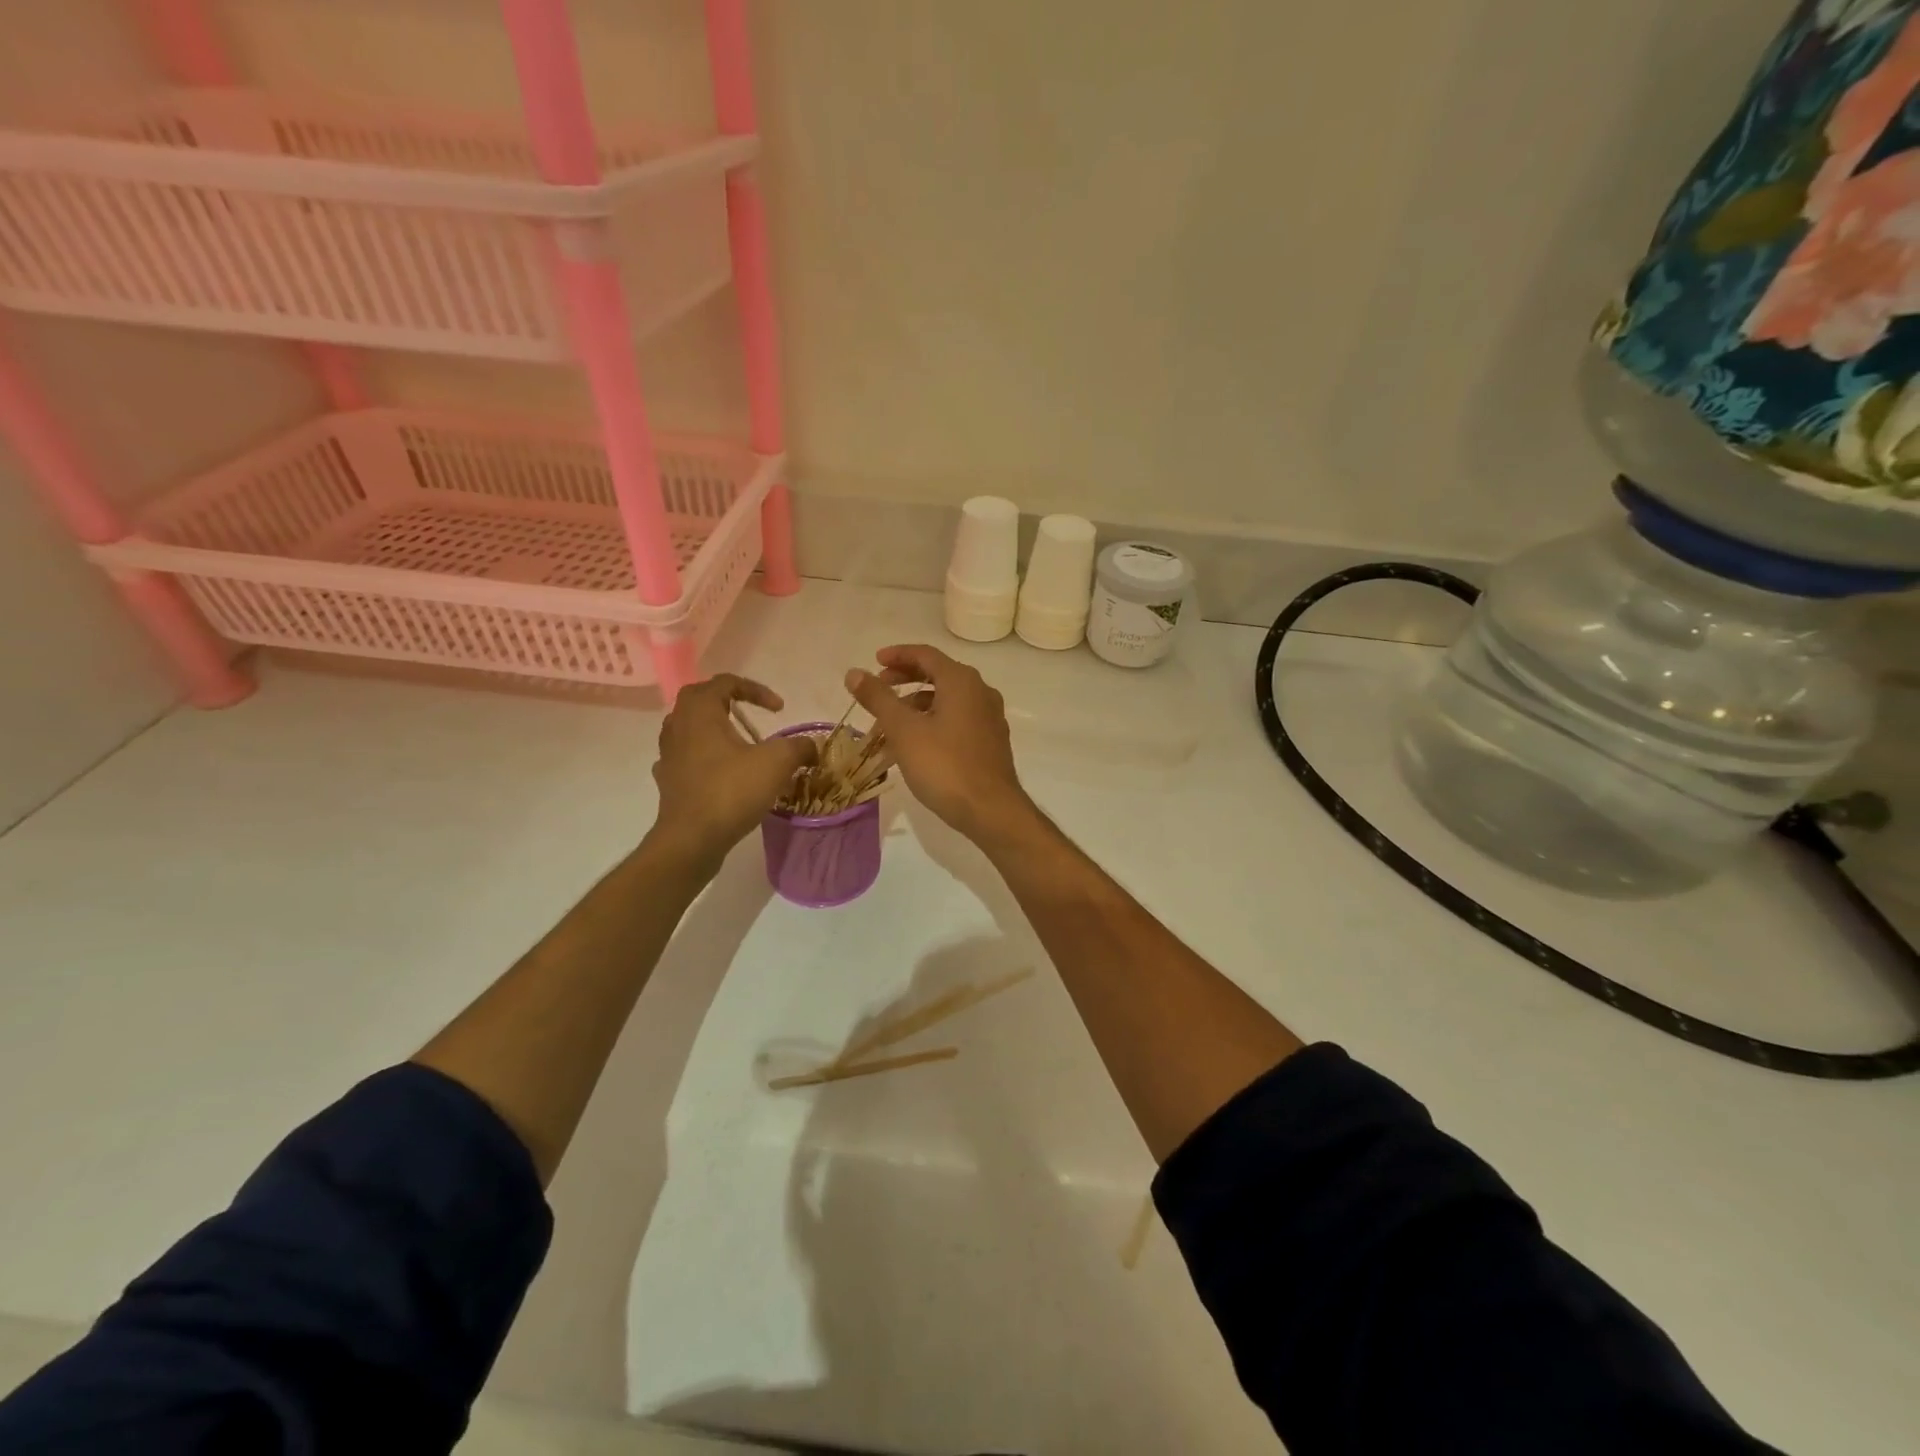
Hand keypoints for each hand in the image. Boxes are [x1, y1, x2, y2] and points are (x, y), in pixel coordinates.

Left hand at [648, 675, 814, 873]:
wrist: (691, 839)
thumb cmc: (732, 790)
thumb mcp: (777, 762)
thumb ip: (799, 747)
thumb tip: (812, 747)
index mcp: (700, 712)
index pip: (725, 682)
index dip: (756, 690)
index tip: (780, 710)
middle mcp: (678, 726)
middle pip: (700, 699)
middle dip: (728, 701)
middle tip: (751, 713)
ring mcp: (668, 754)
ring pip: (689, 728)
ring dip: (714, 728)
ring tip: (739, 743)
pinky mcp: (668, 781)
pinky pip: (686, 756)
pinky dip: (704, 756)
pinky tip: (721, 771)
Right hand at [846, 645, 1036, 845]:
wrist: (990, 810)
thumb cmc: (945, 766)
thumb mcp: (903, 730)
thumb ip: (878, 698)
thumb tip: (854, 673)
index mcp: (961, 681)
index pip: (926, 654)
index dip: (897, 655)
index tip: (874, 662)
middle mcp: (980, 692)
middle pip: (938, 674)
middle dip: (905, 679)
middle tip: (878, 689)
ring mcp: (990, 717)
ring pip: (947, 700)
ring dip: (916, 705)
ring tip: (889, 725)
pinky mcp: (991, 741)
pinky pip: (957, 720)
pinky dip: (933, 722)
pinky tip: (915, 745)